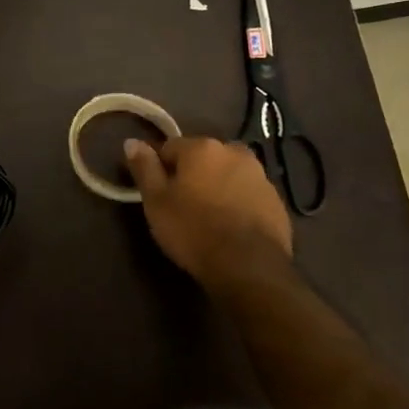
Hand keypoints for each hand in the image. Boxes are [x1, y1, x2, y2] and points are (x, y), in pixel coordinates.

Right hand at [123, 135, 293, 281]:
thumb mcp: (156, 201)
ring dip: (217, 186)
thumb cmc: (193, 230)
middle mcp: (234, 152)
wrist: (248, 267)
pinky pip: (248, 194)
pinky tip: (230, 227)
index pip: (170, 147)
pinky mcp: (277, 201)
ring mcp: (261, 176)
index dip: (159, 168)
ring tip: (207, 216)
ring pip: (228, 174)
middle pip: (203, 158)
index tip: (156, 191)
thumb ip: (144, 168)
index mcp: (202, 148)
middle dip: (192, 174)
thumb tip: (131, 141)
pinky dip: (237, 202)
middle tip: (181, 204)